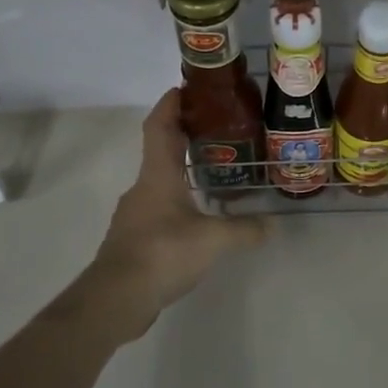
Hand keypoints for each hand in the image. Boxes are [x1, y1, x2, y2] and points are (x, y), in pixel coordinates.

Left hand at [64, 89, 265, 341]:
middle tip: (215, 128)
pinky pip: (159, 209)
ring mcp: (135, 214)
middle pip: (160, 150)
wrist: (115, 299)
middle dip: (183, 135)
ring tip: (214, 173)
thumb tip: (273, 224)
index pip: (159, 127)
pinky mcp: (135, 239)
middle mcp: (143, 188)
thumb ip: (244, 230)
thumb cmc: (162, 253)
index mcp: (157, 175)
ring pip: (160, 182)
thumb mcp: (212, 240)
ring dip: (181, 171)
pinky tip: (198, 217)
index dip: (170, 104)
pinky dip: (178, 202)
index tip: (184, 88)